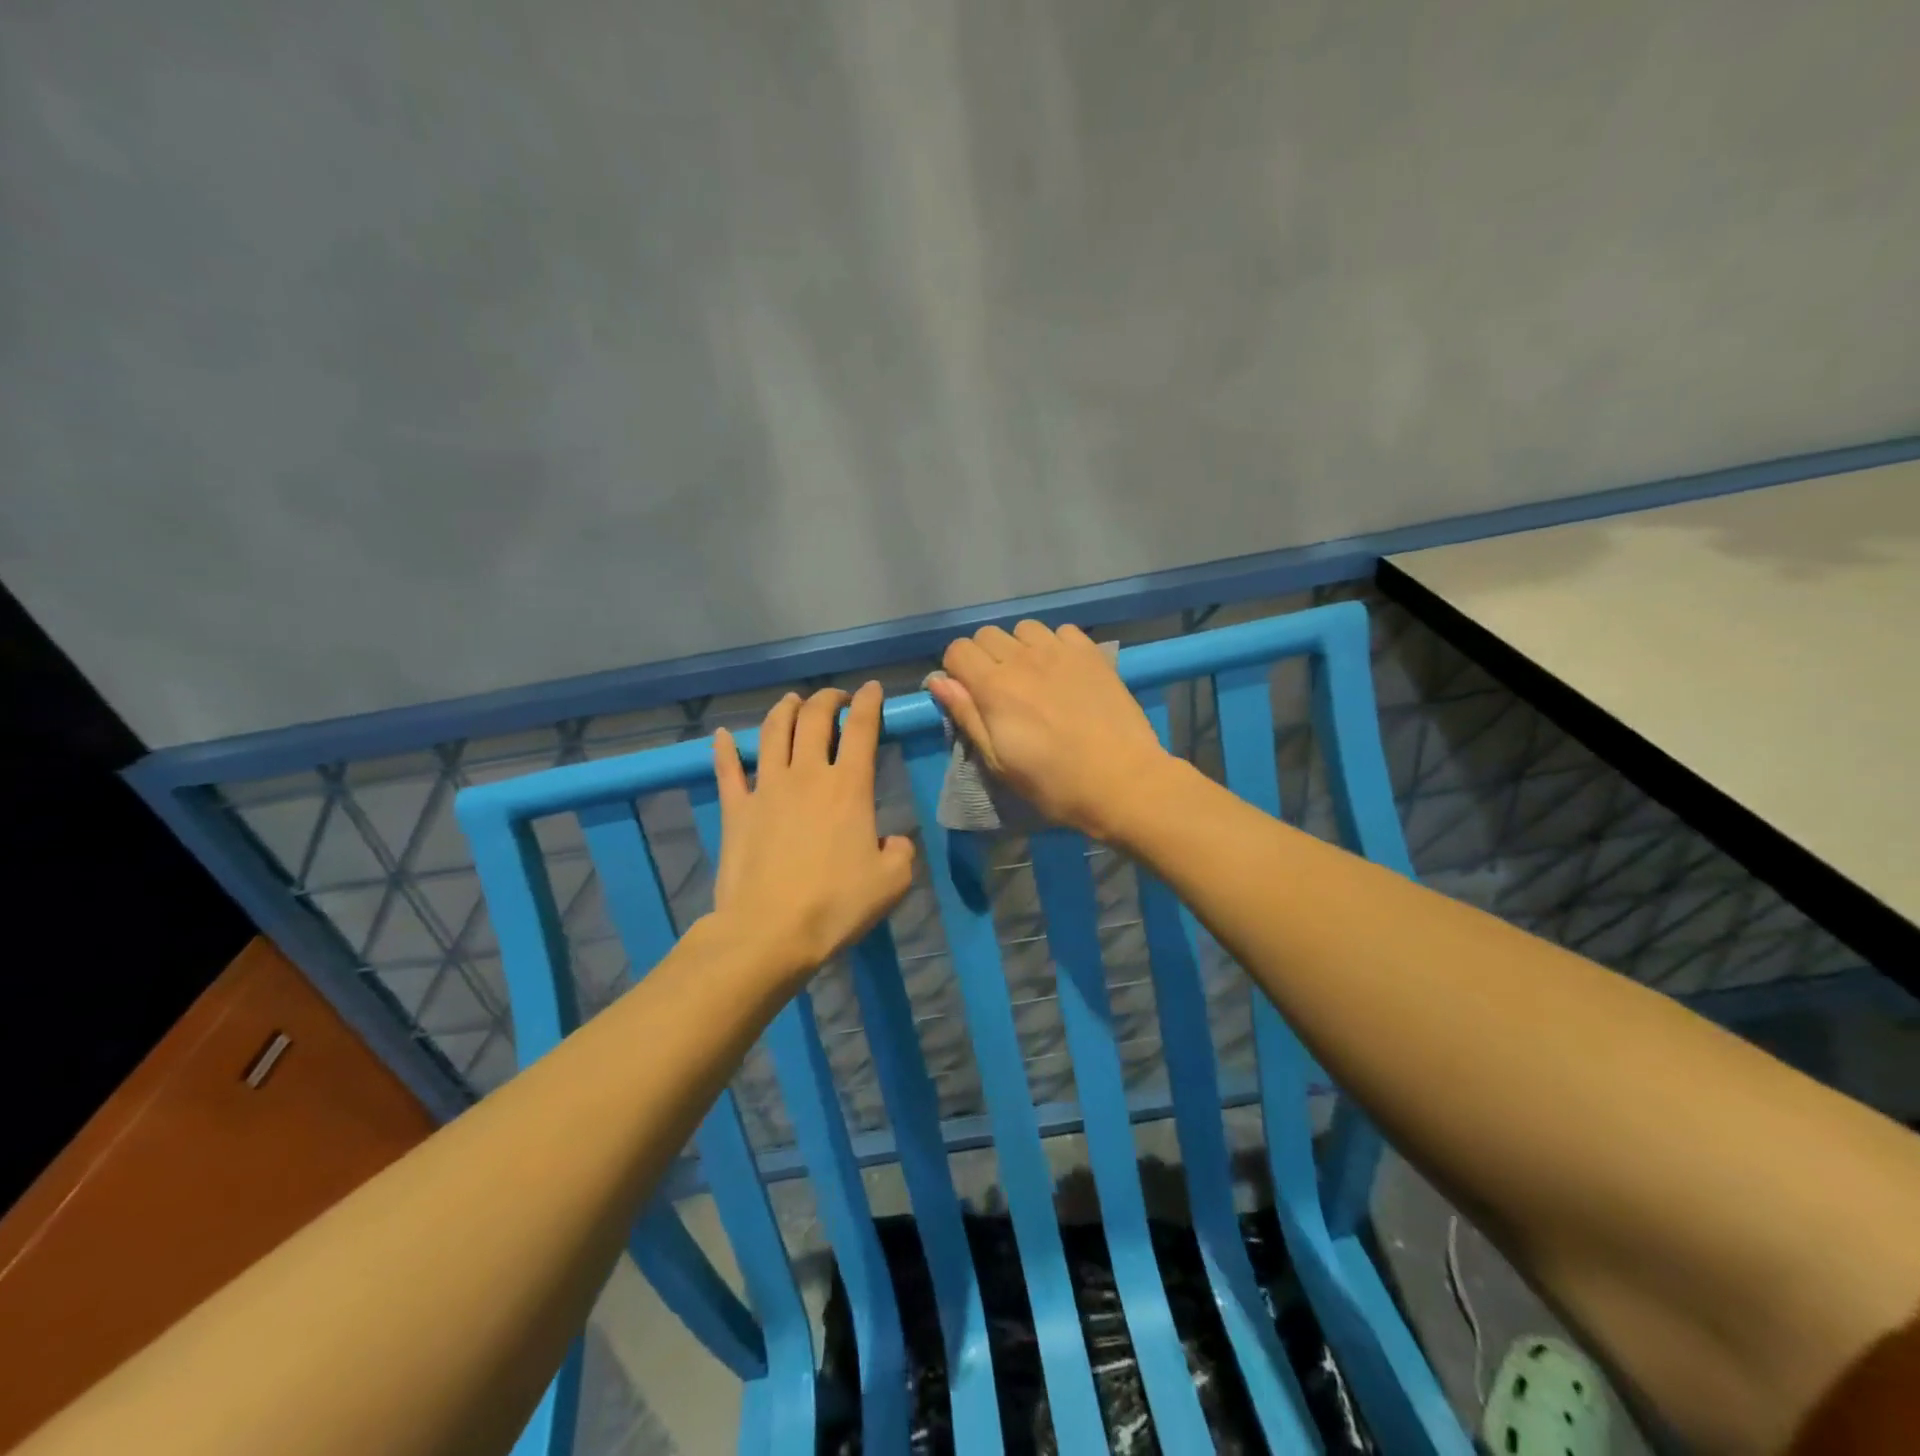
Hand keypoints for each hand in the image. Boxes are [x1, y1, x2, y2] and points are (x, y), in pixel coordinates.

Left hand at [709, 683, 915, 984]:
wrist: (769, 931)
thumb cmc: (835, 905)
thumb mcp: (892, 883)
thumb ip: (900, 852)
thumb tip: (892, 840)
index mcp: (849, 787)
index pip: (861, 728)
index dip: (868, 702)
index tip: (872, 689)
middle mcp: (806, 775)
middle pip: (814, 719)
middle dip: (827, 699)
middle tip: (835, 698)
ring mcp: (766, 789)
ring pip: (773, 733)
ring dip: (784, 710)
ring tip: (792, 701)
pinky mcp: (736, 810)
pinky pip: (728, 771)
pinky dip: (725, 749)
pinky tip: (723, 735)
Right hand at [928, 621, 1170, 840]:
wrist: (1122, 781)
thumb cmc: (1054, 783)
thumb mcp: (999, 762)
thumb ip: (967, 716)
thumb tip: (938, 680)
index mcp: (995, 687)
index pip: (958, 650)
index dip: (957, 670)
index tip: (969, 694)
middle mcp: (1024, 659)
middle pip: (987, 635)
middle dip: (984, 657)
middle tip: (1000, 690)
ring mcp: (1061, 652)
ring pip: (1024, 628)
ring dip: (1020, 647)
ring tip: (1033, 677)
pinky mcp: (1092, 653)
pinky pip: (1062, 631)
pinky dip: (1055, 645)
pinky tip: (1063, 671)